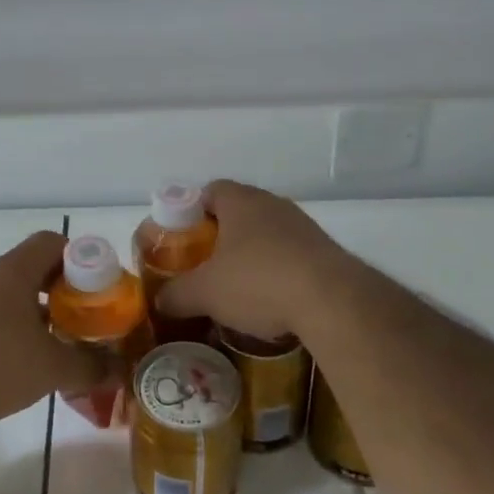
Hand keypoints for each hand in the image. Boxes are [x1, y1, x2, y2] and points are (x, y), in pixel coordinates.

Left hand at [0, 231, 105, 425]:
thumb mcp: (50, 368)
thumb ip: (89, 366)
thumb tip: (119, 370)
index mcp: (15, 271)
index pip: (54, 243)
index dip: (82, 259)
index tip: (100, 289)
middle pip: (37, 269)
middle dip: (66, 293)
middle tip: (88, 319)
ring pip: (17, 296)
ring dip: (42, 314)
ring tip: (63, 345)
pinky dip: (18, 331)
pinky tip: (28, 364)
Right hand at [156, 181, 348, 339]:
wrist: (333, 302)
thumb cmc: (258, 283)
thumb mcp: (205, 293)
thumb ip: (176, 294)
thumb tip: (160, 300)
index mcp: (240, 201)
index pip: (209, 191)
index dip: (191, 212)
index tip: (182, 239)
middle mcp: (272, 204)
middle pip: (238, 212)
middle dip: (220, 237)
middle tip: (204, 266)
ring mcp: (303, 226)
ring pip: (266, 234)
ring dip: (250, 255)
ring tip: (236, 288)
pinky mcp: (325, 251)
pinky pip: (290, 255)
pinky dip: (277, 272)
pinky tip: (270, 301)